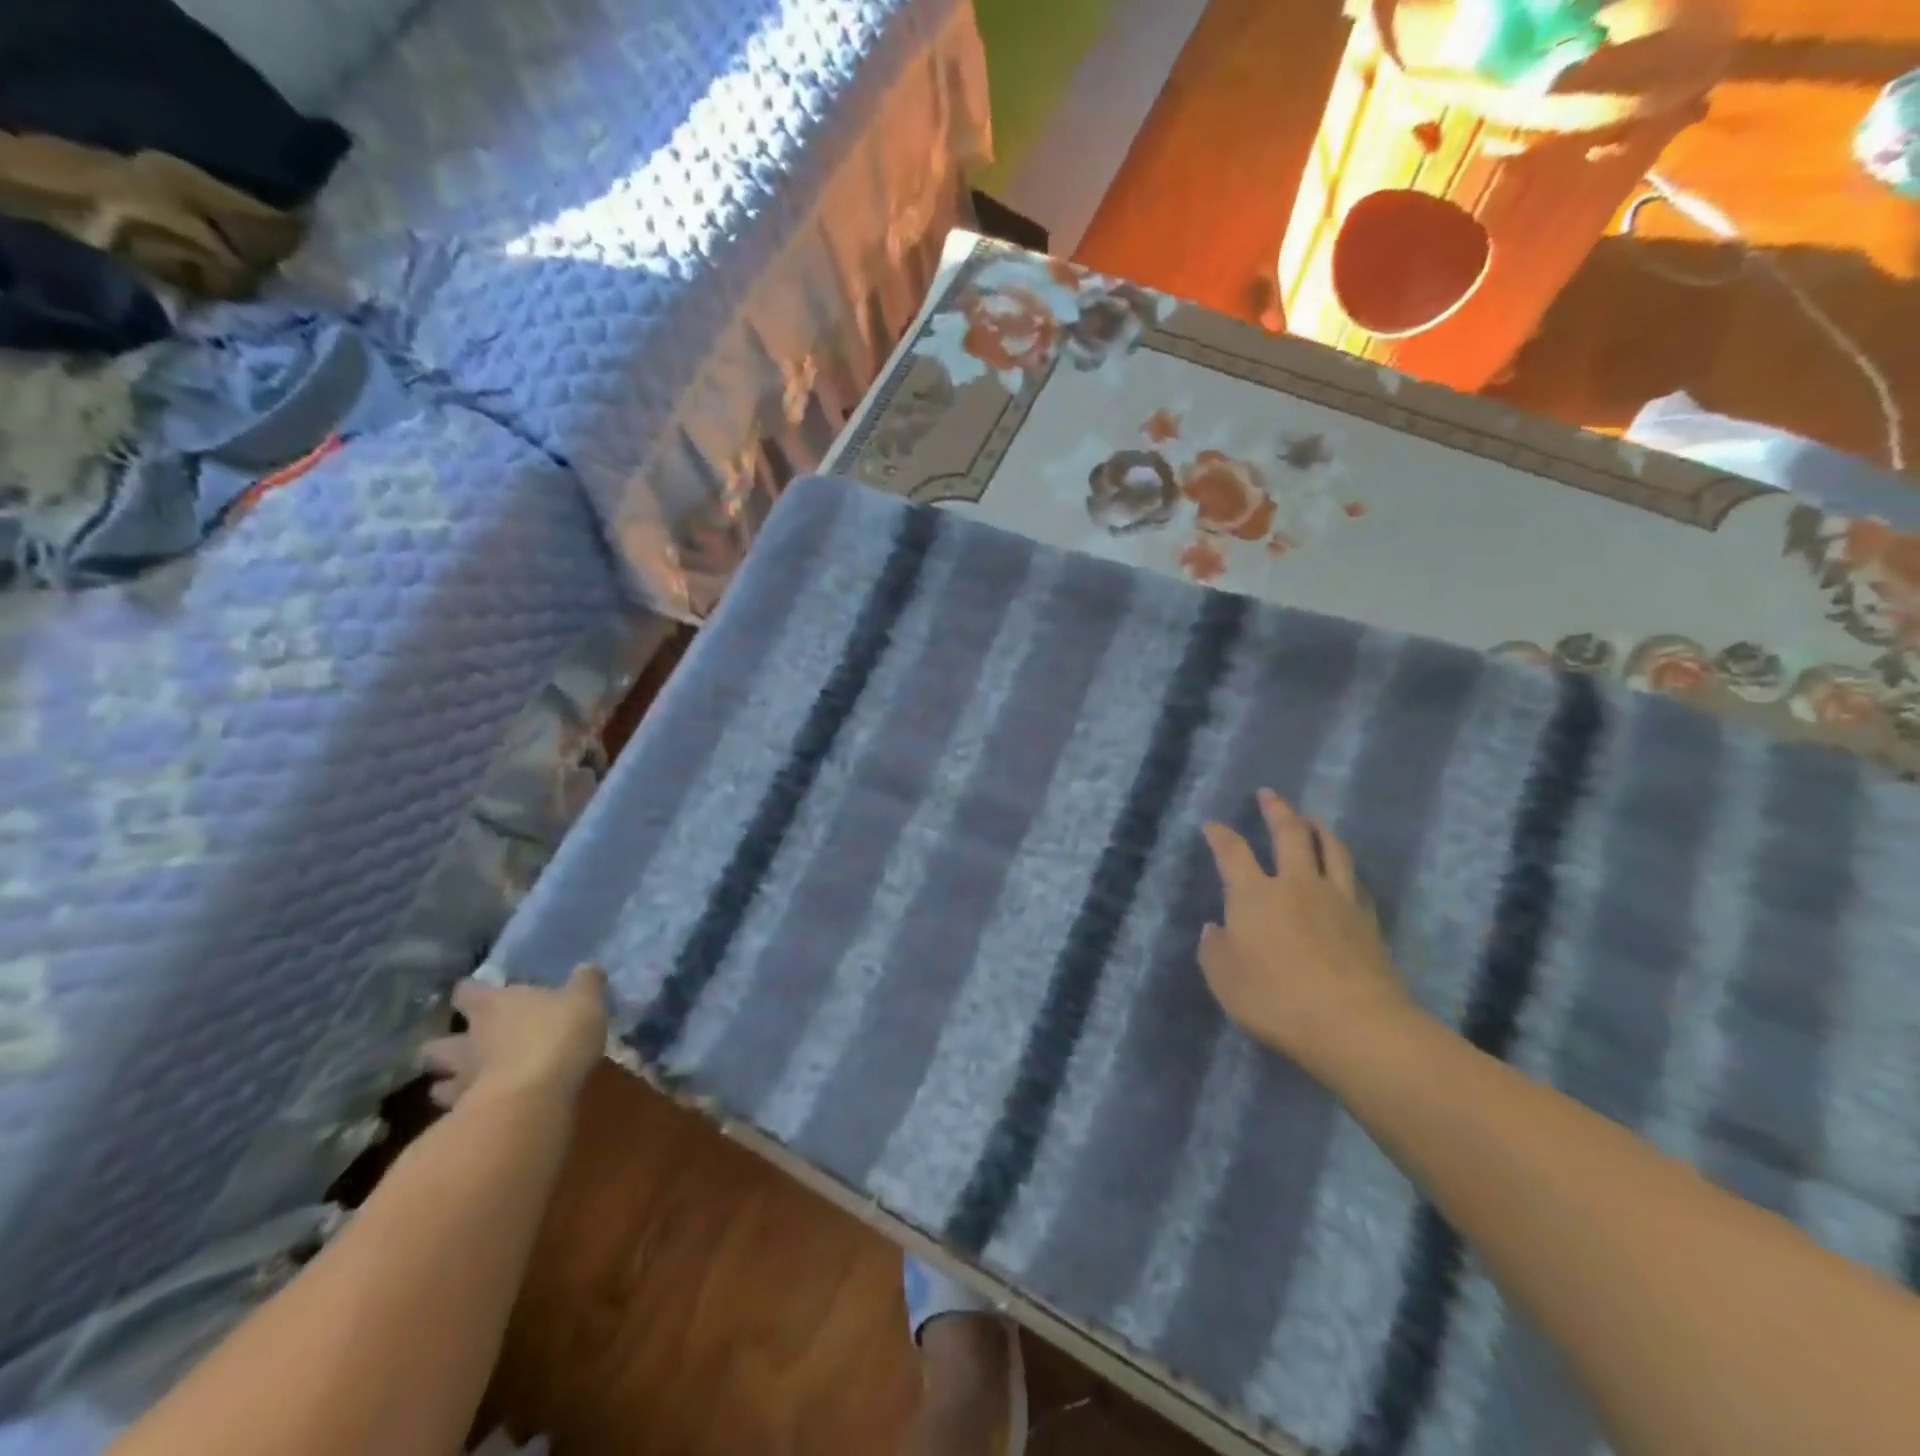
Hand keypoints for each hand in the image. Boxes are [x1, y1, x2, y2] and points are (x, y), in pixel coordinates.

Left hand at [420, 964, 609, 1109]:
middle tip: (463, 1045)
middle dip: (445, 1044)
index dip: (471, 991)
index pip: (466, 991)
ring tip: (463, 1083)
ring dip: (448, 1082)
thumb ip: (585, 982)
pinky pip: (457, 1111)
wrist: (534, 1096)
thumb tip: (587, 967)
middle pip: (438, 1042)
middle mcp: (469, 1040)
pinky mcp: (467, 1115)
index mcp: (492, 1005)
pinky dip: (465, 1110)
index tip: (477, 992)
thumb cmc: (558, 1034)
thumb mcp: (585, 999)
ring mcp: (464, 1080)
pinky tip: (483, 1110)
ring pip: (440, 1082)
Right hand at [1199, 789, 1416, 1082]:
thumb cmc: (1276, 1000)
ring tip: (1310, 819)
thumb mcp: (1224, 980)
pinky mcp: (1367, 920)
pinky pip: (1354, 879)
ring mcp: (1336, 899)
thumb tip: (1216, 928)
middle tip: (1269, 794)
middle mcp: (1296, 884)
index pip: (1232, 852)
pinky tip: (1342, 870)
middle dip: (1276, 810)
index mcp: (1254, 894)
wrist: (1355, 1024)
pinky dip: (1343, 866)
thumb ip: (1214, 949)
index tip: (1212, 825)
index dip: (1220, 834)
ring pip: (1329, 848)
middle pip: (1289, 834)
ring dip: (1317, 828)